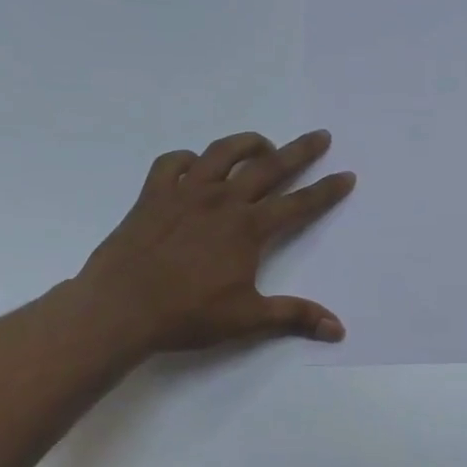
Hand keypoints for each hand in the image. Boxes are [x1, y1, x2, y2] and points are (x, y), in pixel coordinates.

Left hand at [76, 129, 355, 353]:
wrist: (120, 308)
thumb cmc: (187, 314)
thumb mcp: (248, 319)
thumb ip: (295, 316)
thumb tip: (338, 329)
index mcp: (248, 228)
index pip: (299, 203)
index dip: (326, 190)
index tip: (346, 175)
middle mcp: (221, 200)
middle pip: (269, 166)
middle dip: (300, 151)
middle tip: (320, 136)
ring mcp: (184, 193)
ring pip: (221, 153)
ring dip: (247, 143)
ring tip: (262, 144)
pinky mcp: (153, 196)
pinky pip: (171, 163)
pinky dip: (186, 159)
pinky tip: (194, 166)